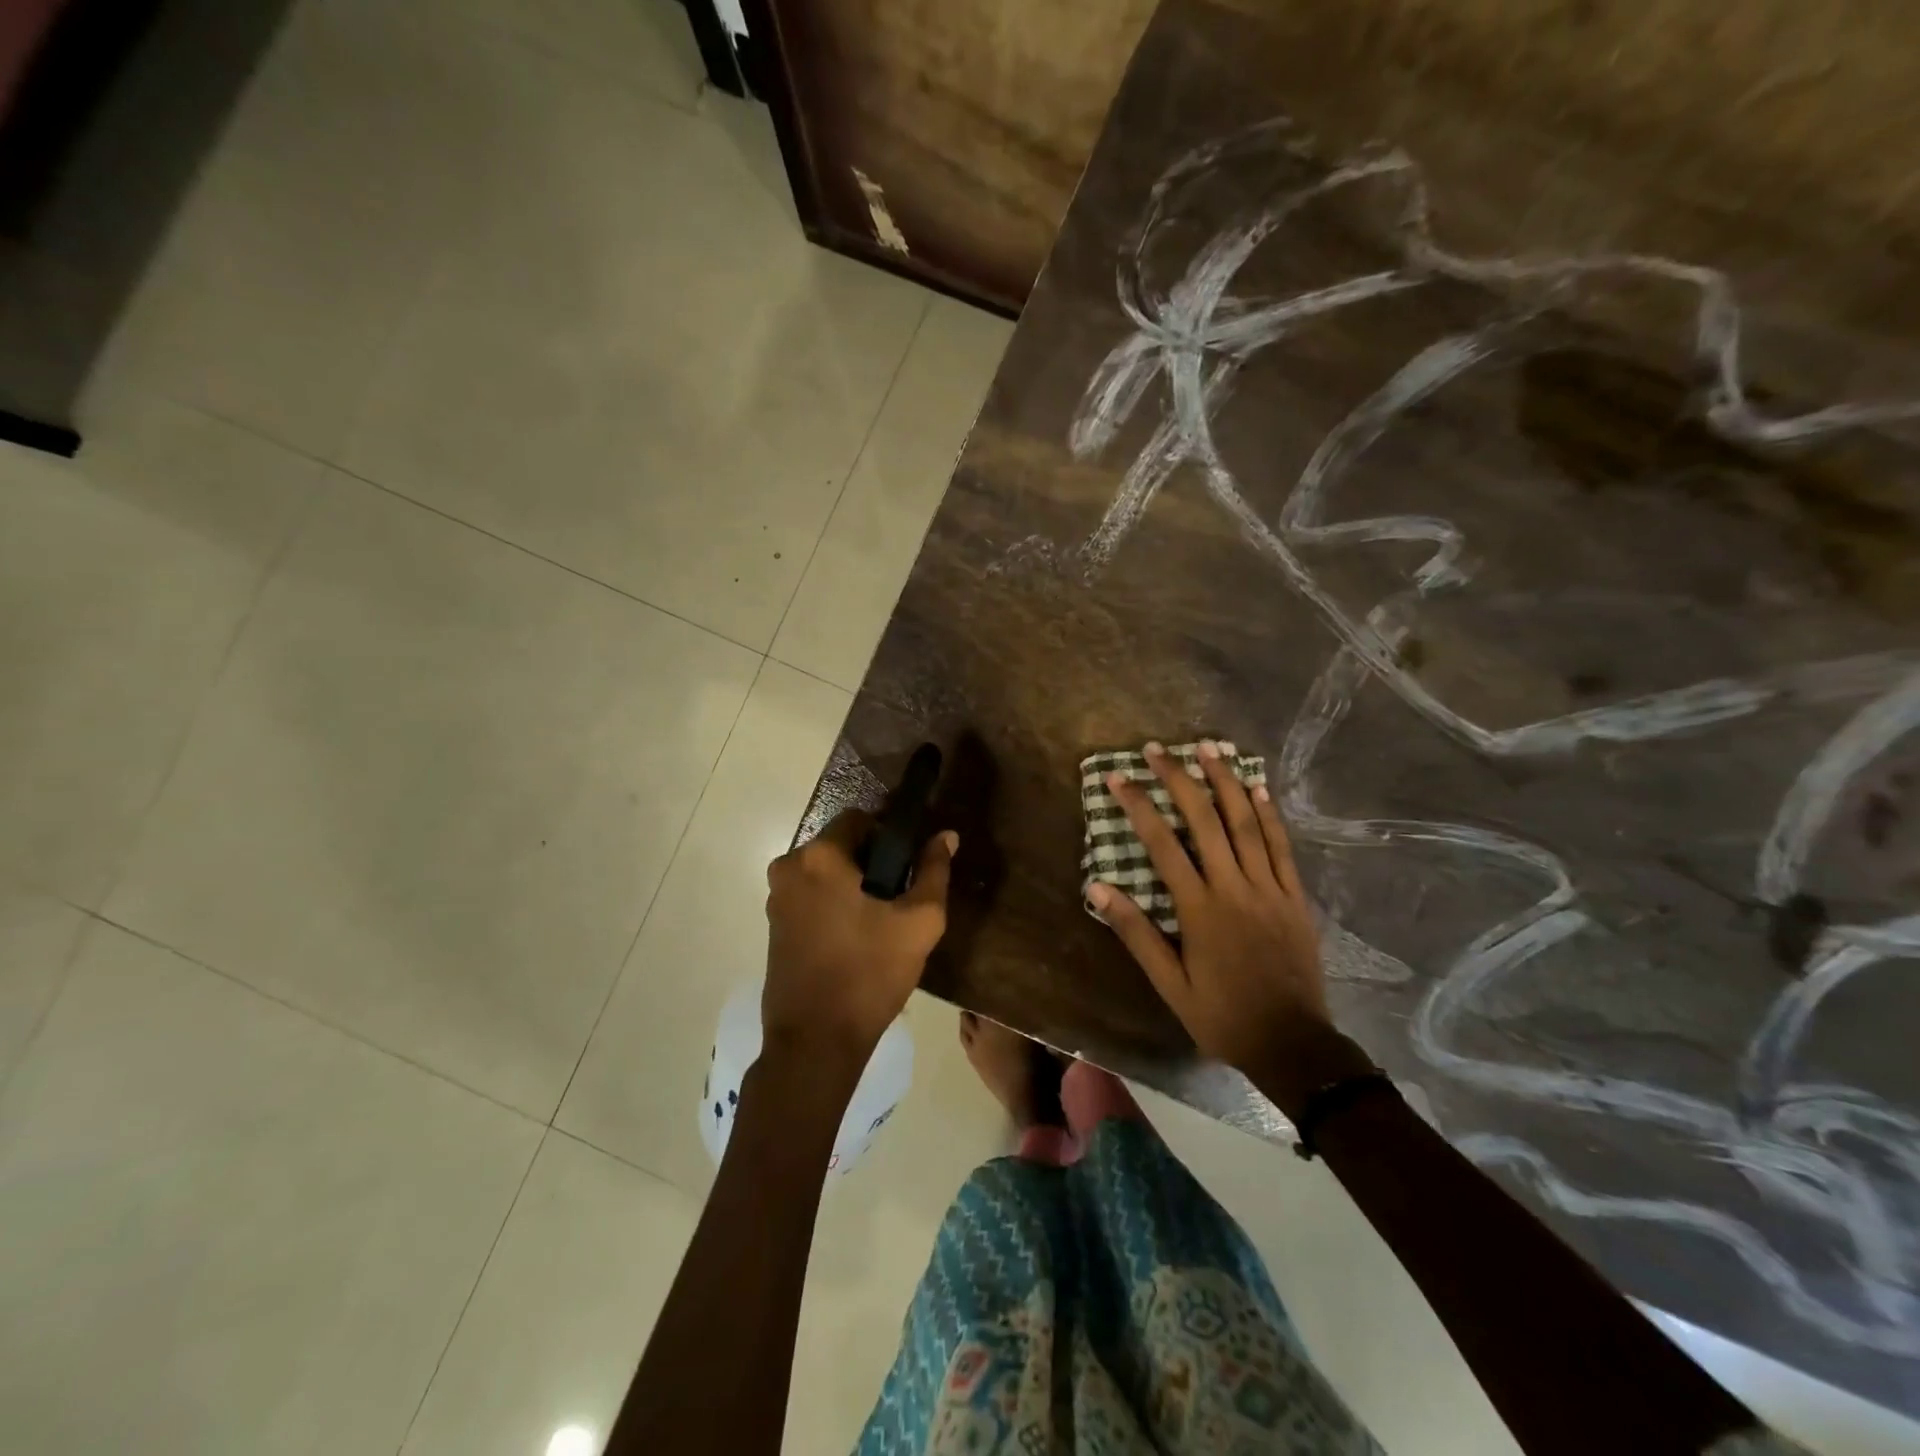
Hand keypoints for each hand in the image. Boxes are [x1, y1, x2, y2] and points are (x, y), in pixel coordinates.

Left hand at [763, 810, 956, 1079]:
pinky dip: (833, 903)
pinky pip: (811, 896)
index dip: (889, 835)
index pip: (859, 818)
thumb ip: (934, 871)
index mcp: (818, 857)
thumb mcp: (919, 922)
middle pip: (840, 845)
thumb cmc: (870, 974)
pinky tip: (855, 937)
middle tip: (898, 898)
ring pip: (825, 872)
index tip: (908, 866)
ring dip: (851, 884)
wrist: (816, 1042)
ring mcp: (775, 898)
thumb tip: (945, 836)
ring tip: (880, 921)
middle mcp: (788, 867)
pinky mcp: (773, 925)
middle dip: (870, 862)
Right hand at [1088, 741, 1366, 1113]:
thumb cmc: (1222, 1015)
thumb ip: (1136, 933)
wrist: (1293, 1043)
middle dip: (1179, 778)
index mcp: (1200, 909)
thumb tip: (1098, 887)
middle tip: (1157, 748)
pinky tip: (1257, 786)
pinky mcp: (1294, 895)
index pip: (1163, 845)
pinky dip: (1268, 813)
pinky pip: (1281, 845)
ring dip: (1226, 781)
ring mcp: (1269, 888)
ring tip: (1208, 747)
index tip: (1118, 778)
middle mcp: (1234, 887)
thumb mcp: (1169, 984)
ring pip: (1246, 823)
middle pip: (1205, 820)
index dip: (1139, 806)